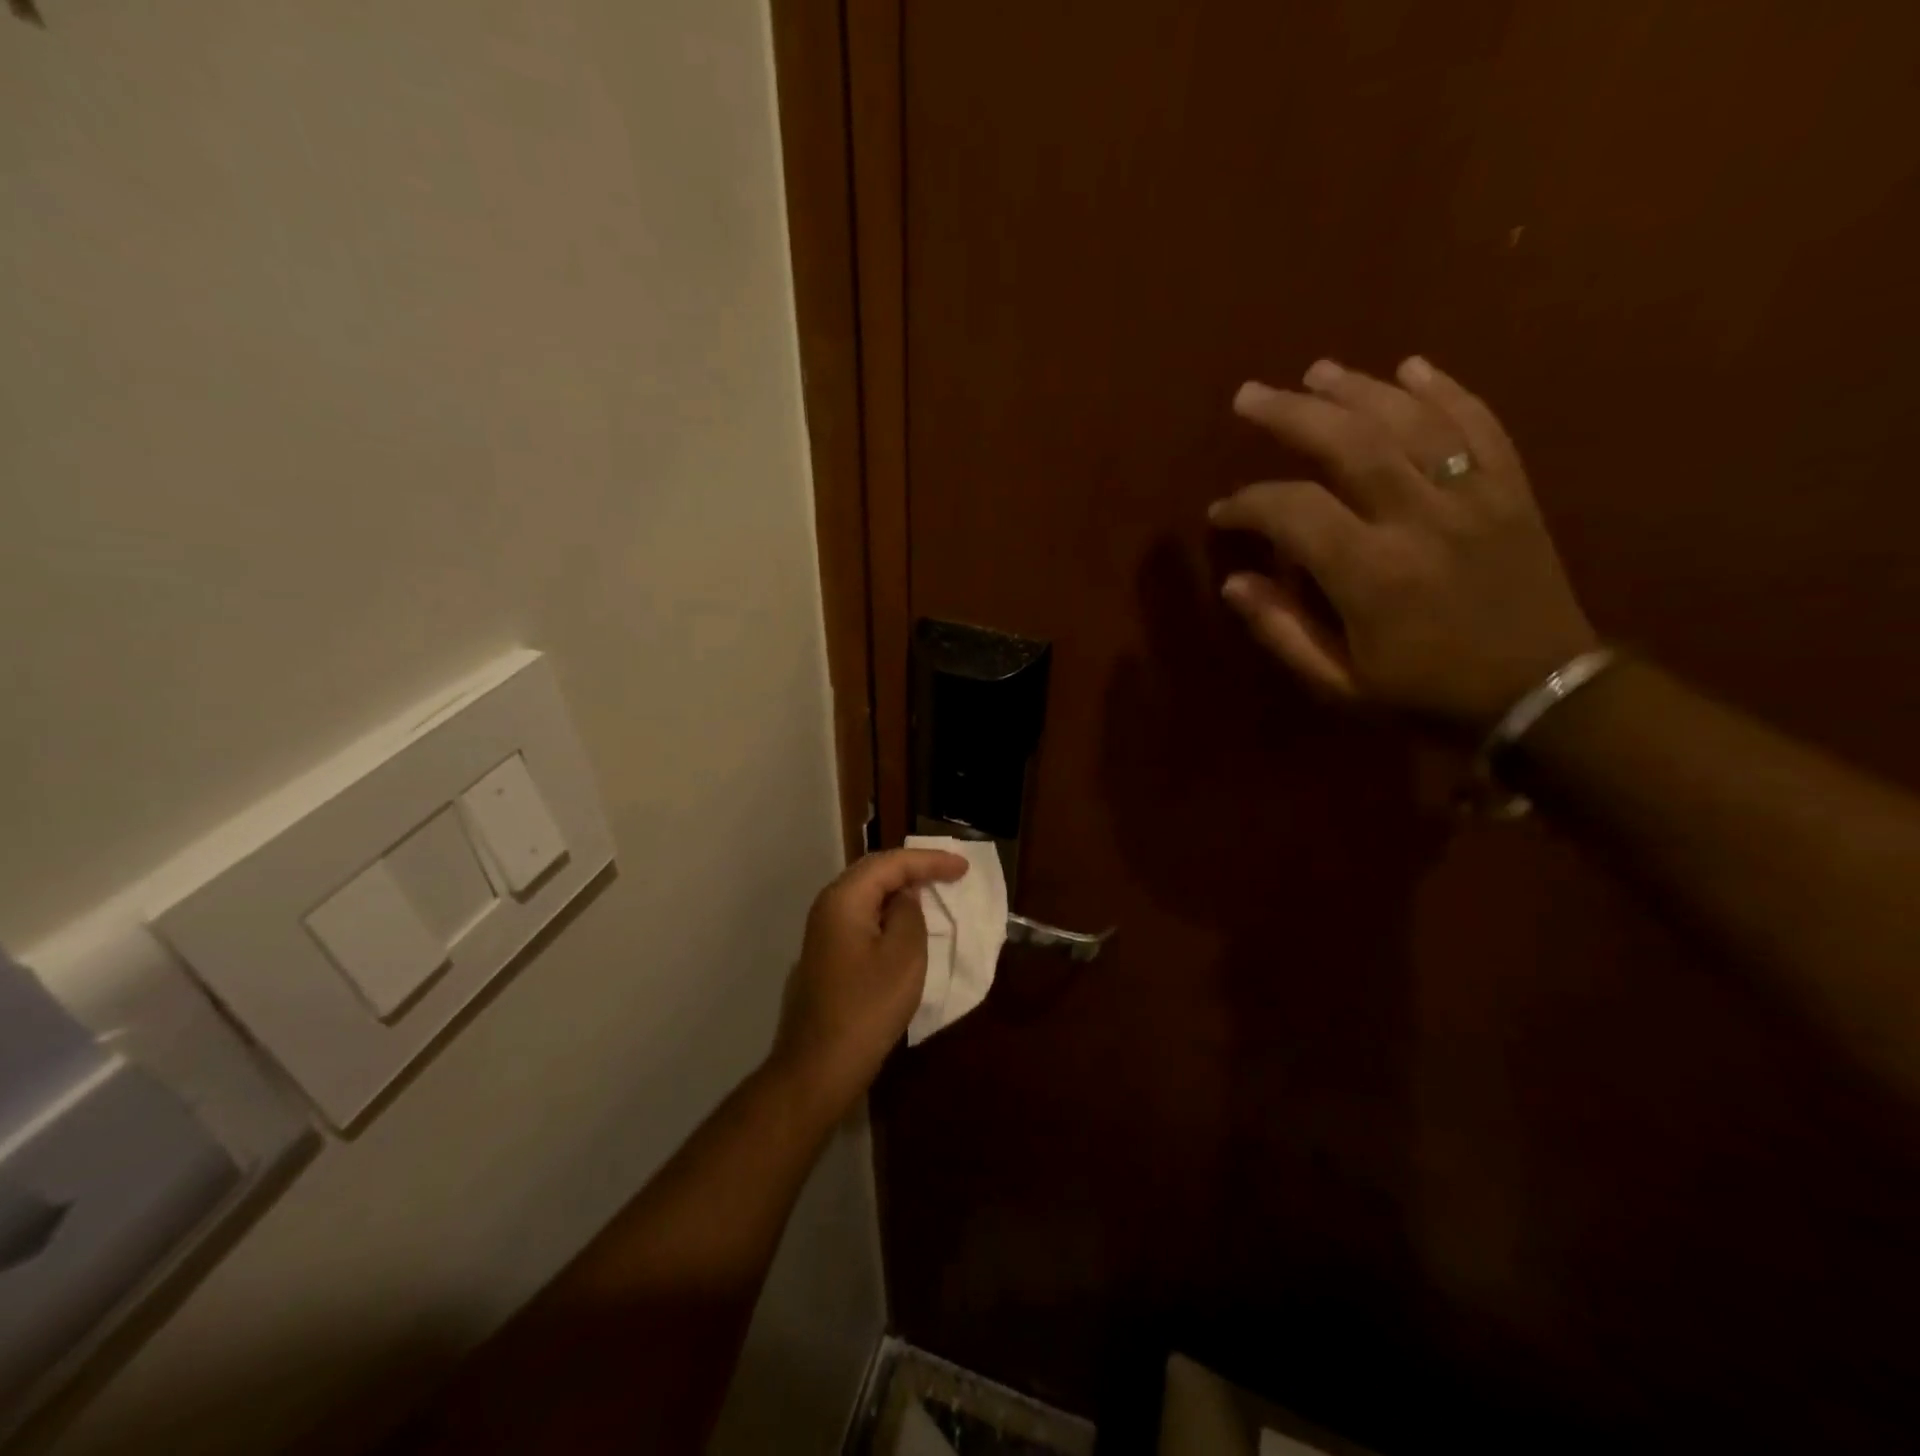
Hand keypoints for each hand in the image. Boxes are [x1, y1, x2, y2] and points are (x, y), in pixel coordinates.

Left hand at [769, 847, 969, 1117]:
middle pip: (874, 872)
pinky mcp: (827, 954)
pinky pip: (862, 916)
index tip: (963, 866)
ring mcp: (823, 931)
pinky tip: (905, 920)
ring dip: (900, 888)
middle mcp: (828, 906)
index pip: (890, 863)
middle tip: (949, 870)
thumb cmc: (867, 1009)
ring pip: (866, 894)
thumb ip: (908, 914)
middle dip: (913, 867)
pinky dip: (887, 910)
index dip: (929, 860)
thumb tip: (905, 897)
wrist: (818, 1067)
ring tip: (933, 888)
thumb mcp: (903, 957)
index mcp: (844, 899)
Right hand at [1207, 356, 1597, 733]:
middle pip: (1349, 443)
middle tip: (1250, 395)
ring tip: (1317, 371)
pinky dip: (1446, 391)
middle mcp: (1420, 520)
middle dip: (1292, 414)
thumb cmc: (1426, 696)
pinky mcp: (1512, 491)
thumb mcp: (1339, 685)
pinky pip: (1480, 425)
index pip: (1294, 512)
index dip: (1248, 504)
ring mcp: (1474, 497)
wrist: (1541, 695)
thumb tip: (1234, 584)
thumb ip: (1282, 632)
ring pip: (1411, 421)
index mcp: (1372, 574)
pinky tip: (1412, 368)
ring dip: (1359, 389)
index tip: (1223, 512)